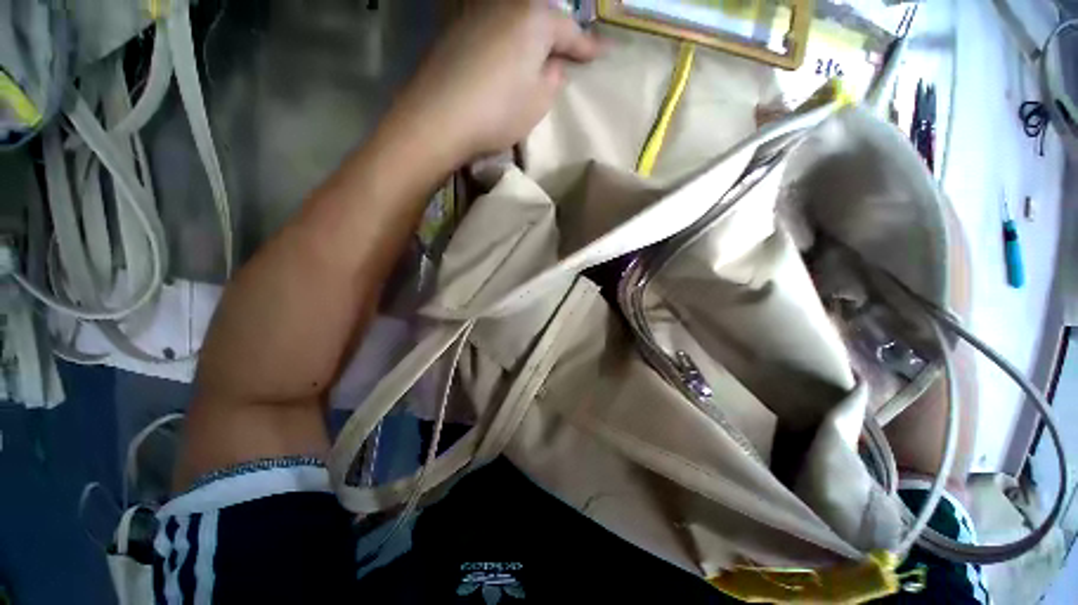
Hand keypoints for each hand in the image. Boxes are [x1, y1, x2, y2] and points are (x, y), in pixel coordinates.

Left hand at [394, 0, 600, 160]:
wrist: (438, 118)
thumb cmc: (498, 111)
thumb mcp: (539, 101)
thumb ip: (552, 78)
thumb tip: (552, 64)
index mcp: (534, 18)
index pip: (570, 30)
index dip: (587, 47)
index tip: (603, 54)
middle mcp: (505, 3)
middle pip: (541, 18)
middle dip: (558, 36)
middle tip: (570, 54)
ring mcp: (476, 12)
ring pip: (514, 21)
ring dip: (529, 38)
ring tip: (537, 56)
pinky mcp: (454, 29)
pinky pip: (492, 30)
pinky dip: (505, 42)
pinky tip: (505, 59)